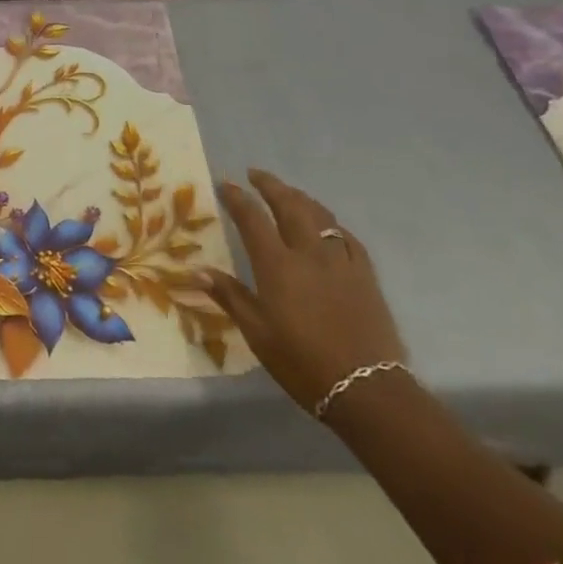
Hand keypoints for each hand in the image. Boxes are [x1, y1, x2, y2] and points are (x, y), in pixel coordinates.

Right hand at [203, 169, 406, 415]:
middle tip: (255, 174)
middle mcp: (309, 253)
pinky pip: (347, 237)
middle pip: (290, 205)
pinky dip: (330, 224)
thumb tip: (195, 270)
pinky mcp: (365, 275)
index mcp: (278, 265)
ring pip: (320, 215)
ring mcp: (341, 262)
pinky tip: (327, 227)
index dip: (238, 199)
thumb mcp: (257, 333)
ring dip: (300, 197)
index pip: (253, 219)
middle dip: (271, 185)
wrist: (367, 389)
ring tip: (287, 192)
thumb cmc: (302, 362)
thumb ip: (229, 296)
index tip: (226, 184)